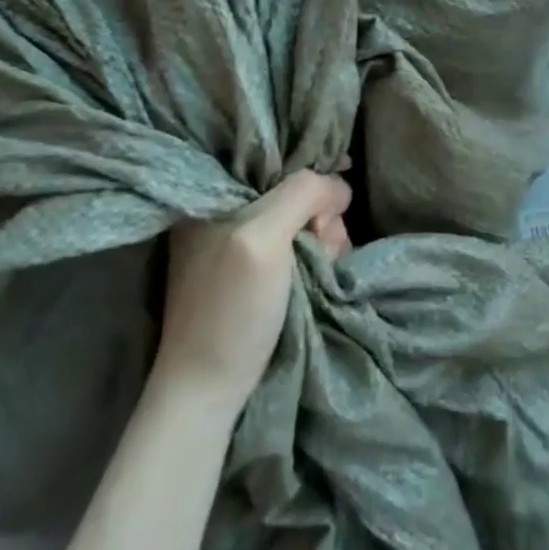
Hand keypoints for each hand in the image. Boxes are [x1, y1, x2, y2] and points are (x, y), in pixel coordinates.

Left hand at [155, 170, 353, 411]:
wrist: (209, 391)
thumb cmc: (230, 310)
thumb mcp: (262, 237)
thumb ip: (301, 194)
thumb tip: (339, 184)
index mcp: (214, 193)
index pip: (277, 158)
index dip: (312, 178)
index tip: (329, 206)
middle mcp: (226, 211)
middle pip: (297, 190)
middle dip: (321, 216)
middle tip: (321, 247)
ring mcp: (241, 242)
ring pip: (304, 218)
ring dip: (325, 240)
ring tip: (322, 268)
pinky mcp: (256, 271)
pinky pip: (300, 244)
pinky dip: (318, 257)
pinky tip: (321, 275)